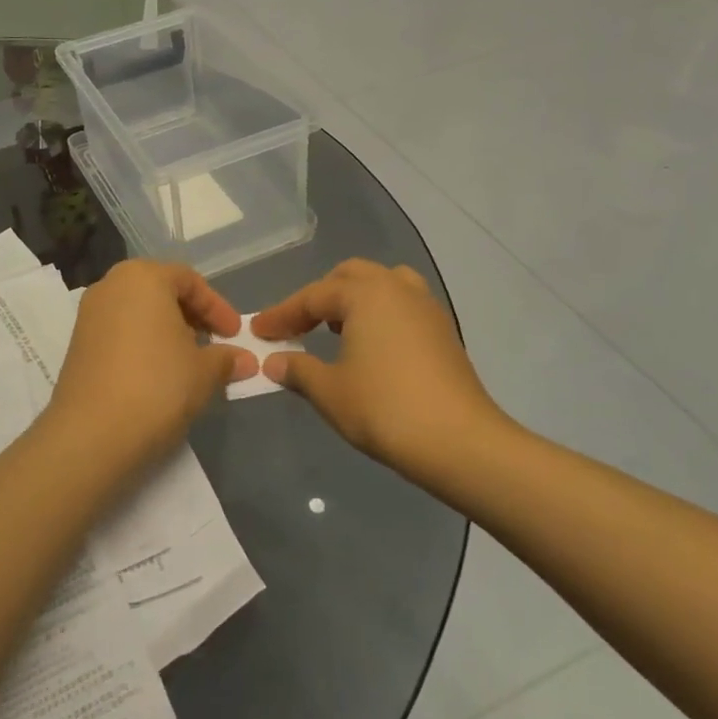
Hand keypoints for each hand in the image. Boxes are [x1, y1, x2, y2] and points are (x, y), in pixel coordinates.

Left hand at [45, 261, 255, 466]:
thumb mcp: (203, 372)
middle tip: (213, 345)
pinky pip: (119, 332)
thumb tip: (244, 360)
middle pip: (160, 291)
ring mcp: (88, 315)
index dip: (217, 308)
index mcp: (143, 277)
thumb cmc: (157, 386)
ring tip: (188, 362)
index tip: (234, 335)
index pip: (189, 280)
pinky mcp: (77, 344)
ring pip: (138, 312)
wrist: (92, 434)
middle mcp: (110, 286)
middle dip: (191, 317)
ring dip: (167, 332)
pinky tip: (158, 374)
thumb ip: (225, 359)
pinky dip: (142, 344)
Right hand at [252, 260, 506, 471]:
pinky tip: (370, 346)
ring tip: (336, 329)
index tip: (258, 331)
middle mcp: (397, 288)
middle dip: (319, 297)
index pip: (312, 296)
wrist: (459, 442)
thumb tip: (274, 361)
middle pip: (349, 276)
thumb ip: (297, 369)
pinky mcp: (443, 330)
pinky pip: (402, 305)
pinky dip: (378, 314)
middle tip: (297, 326)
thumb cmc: (384, 409)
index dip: (281, 314)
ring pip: (382, 284)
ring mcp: (425, 307)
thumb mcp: (329, 391)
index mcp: (365, 293)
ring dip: (353, 299)